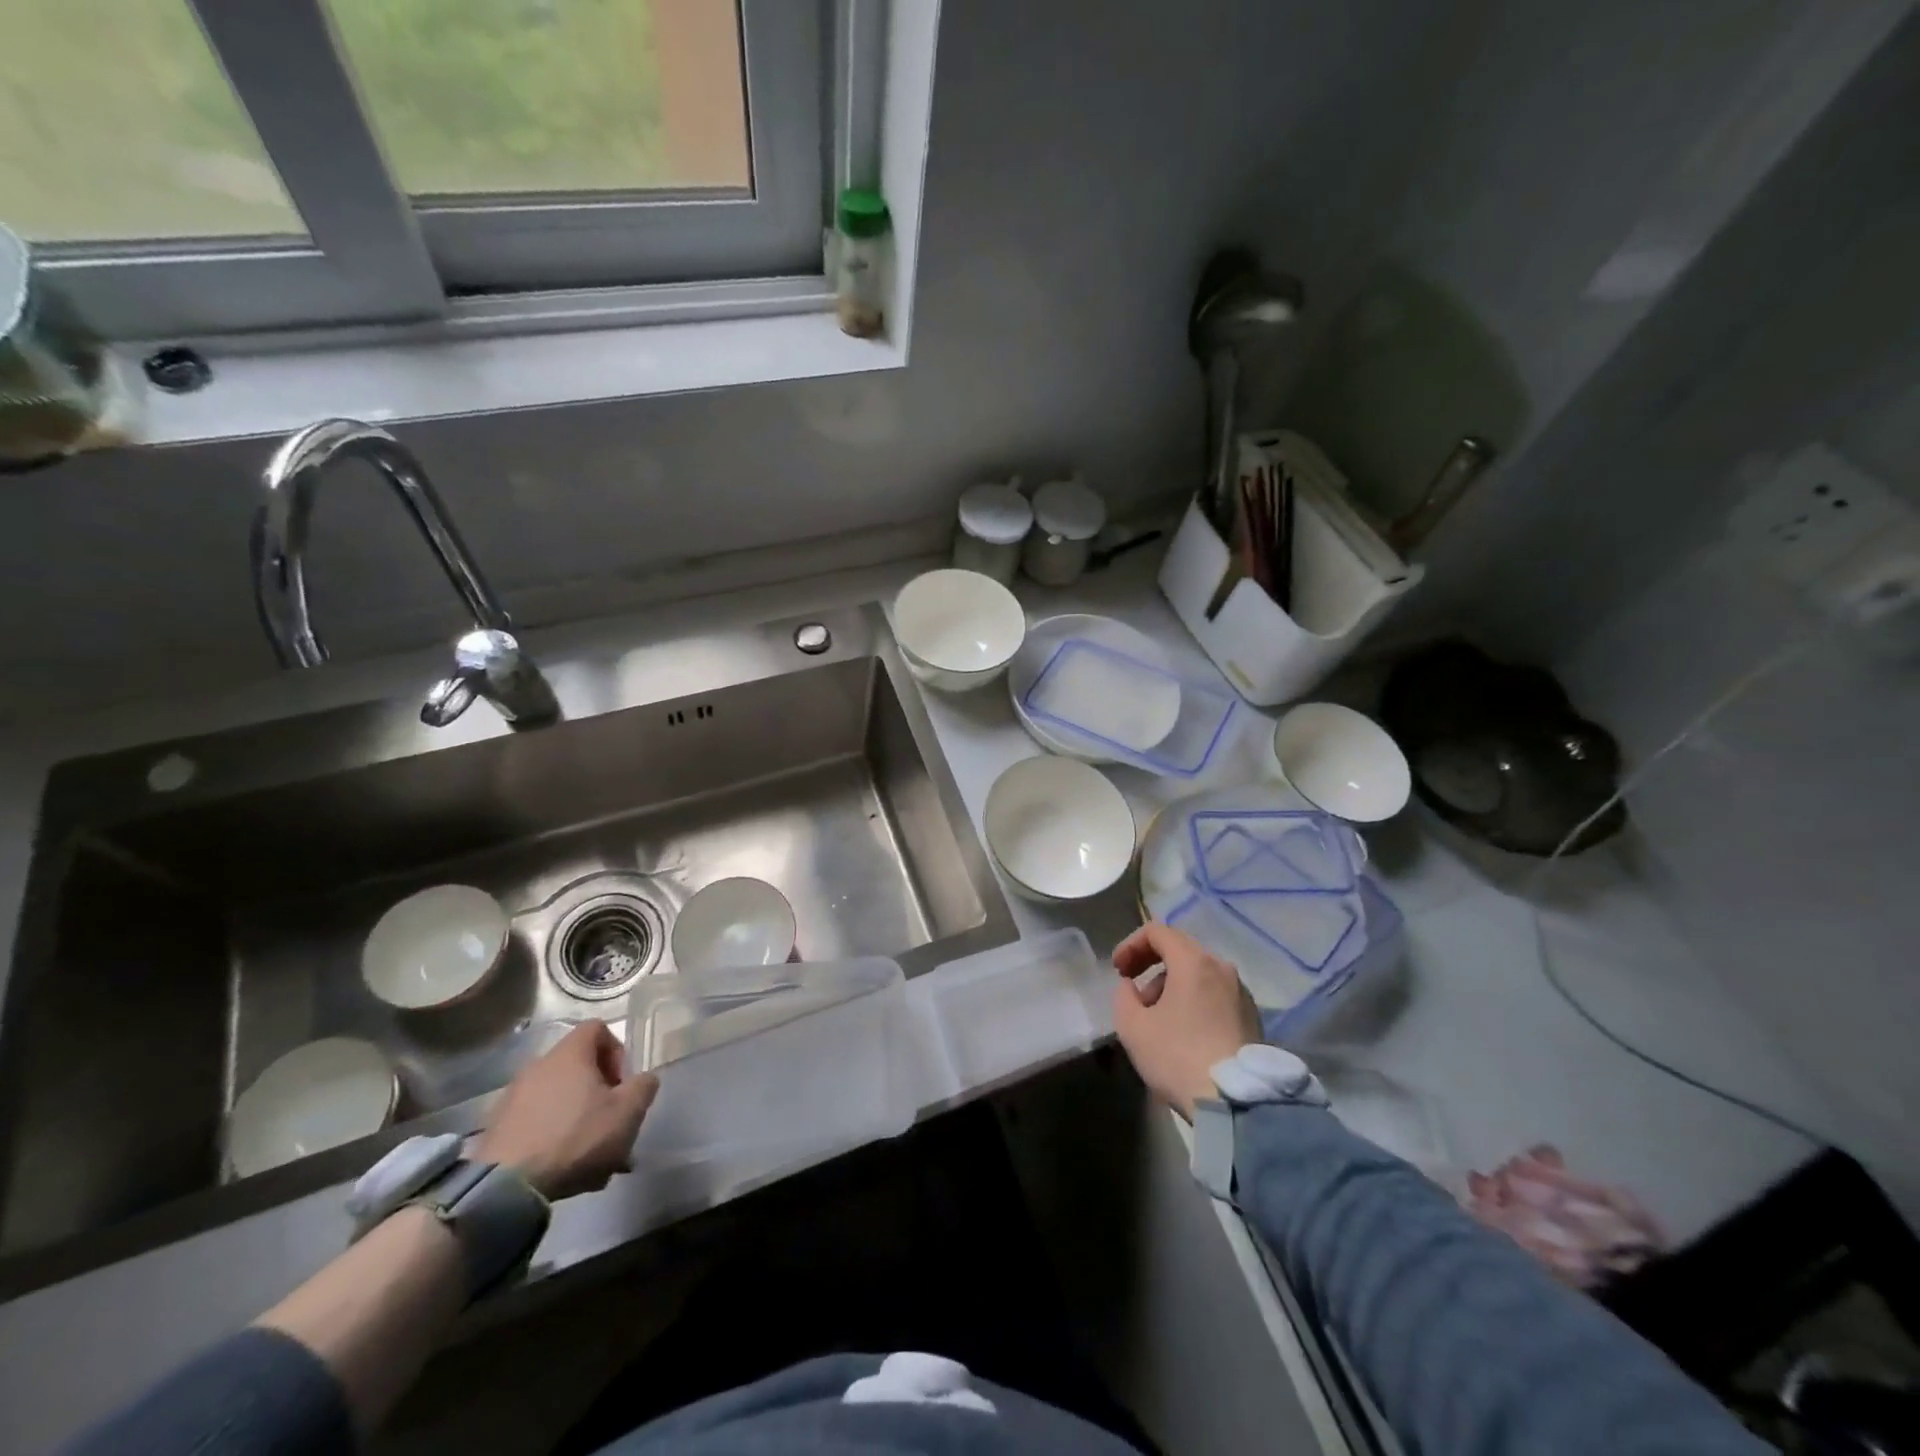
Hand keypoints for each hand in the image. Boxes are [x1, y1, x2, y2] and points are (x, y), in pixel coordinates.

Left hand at [479, 1022, 657, 1200]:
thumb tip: (643, 1079)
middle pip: (579, 1067)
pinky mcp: (497, 1128)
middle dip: (600, 1094)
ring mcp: (513, 1097)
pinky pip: (537, 1122)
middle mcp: (538, 1066)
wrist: (505, 1188)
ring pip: (559, 1099)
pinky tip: (563, 1168)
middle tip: (611, 1124)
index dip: (617, 1051)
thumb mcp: (627, 1112)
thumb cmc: (576, 1137)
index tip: (621, 1084)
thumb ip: (644, 1086)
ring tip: (590, 1157)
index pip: (597, 1028)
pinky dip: (553, 1136)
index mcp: (570, 1054)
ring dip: (579, 1118)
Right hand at [1112, 922, 1262, 1119]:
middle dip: (1151, 964)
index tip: (1118, 970)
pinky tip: (1183, 1029)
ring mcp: (1241, 992)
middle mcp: (1221, 967)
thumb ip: (1123, 996)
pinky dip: (1194, 999)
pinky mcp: (1252, 1016)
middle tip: (1134, 990)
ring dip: (1172, 984)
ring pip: (1199, 972)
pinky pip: (1215, 993)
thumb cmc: (1178, 1056)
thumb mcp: (1132, 1026)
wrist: (1237, 1102)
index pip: (1157, 931)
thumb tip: (1132, 987)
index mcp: (1193, 962)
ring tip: (1157, 1017)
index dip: (1131, 944)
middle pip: (1180, 949)